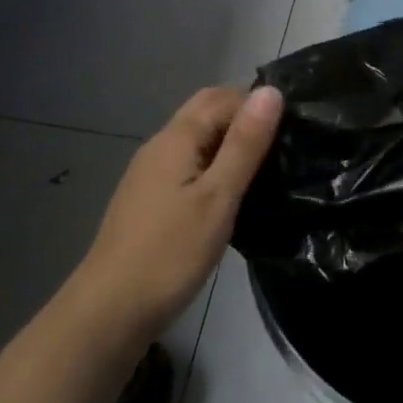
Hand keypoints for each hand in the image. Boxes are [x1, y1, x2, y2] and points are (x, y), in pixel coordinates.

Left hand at [71, 85, 282, 344]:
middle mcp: (160, 146)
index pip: (223, 96)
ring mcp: (150, 174)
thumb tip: (271, 91)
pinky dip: (213, 167)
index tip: (292, 130)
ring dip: (229, 144)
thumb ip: (245, 144)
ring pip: (197, 140)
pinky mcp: (149, 200)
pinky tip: (230, 197)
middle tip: (281, 148)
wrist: (109, 311)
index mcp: (176, 137)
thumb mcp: (218, 197)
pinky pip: (188, 165)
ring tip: (265, 173)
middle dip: (244, 120)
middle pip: (206, 112)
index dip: (258, 105)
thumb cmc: (170, 253)